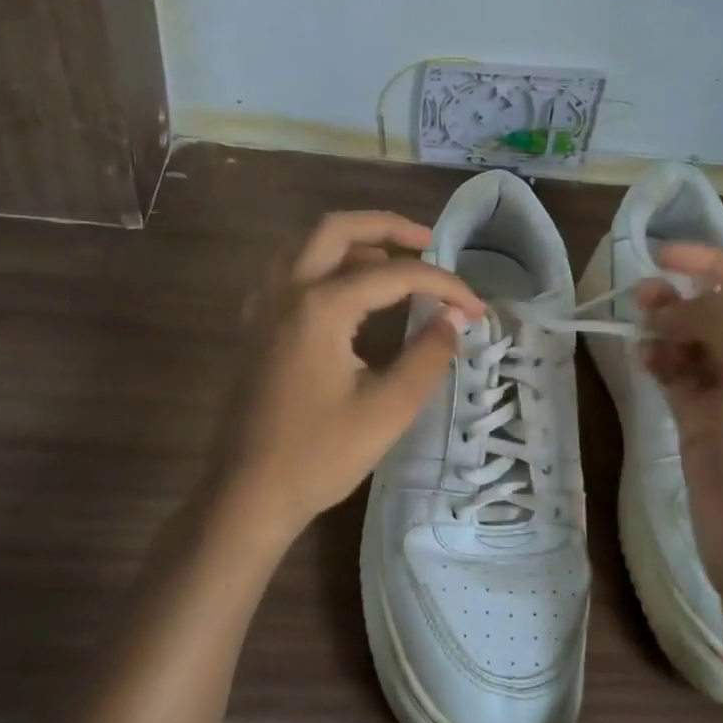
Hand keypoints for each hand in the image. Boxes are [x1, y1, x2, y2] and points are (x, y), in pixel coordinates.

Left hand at [206, 212, 483, 545]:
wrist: (247, 495)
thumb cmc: (319, 456)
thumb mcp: (388, 409)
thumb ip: (427, 356)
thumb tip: (454, 319)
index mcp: (319, 307)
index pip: (394, 275)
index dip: (442, 284)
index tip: (475, 307)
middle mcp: (285, 291)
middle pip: (335, 228)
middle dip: (387, 226)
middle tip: (427, 242)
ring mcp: (262, 307)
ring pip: (305, 244)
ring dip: (351, 241)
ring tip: (392, 262)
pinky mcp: (254, 327)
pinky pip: (288, 271)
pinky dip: (322, 264)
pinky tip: (344, 292)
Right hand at [638, 243, 722, 597]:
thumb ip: (722, 322)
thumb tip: (678, 301)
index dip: (717, 264)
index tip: (665, 254)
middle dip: (688, 297)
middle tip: (643, 289)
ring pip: (699, 344)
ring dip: (670, 326)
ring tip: (638, 316)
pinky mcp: (705, 424)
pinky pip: (680, 377)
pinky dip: (661, 361)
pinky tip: (642, 354)